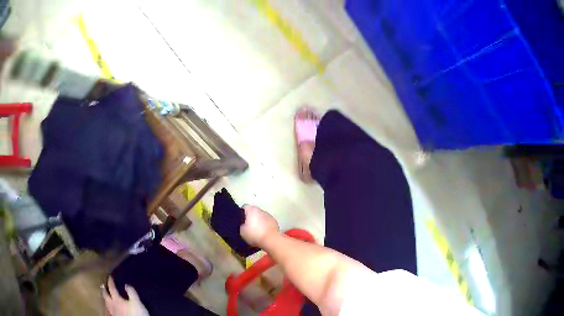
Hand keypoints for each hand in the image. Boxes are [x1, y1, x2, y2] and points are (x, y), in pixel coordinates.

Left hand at [102, 277, 148, 315]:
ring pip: (106, 303)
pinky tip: (109, 307)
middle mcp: (112, 304)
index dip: (110, 282)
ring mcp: (113, 312)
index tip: (110, 277)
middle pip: (105, 296)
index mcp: (116, 299)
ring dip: (105, 298)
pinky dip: (108, 306)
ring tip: (104, 295)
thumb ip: (131, 292)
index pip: (112, 288)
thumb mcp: (137, 302)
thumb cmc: (137, 313)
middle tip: (102, 285)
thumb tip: (126, 284)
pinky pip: (109, 310)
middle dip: (104, 290)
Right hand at [240, 205, 279, 246]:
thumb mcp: (241, 231)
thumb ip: (241, 225)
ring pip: (261, 216)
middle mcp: (260, 210)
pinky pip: (267, 222)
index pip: (244, 207)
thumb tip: (244, 224)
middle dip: (251, 217)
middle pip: (253, 211)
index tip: (240, 221)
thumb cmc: (254, 234)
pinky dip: (265, 225)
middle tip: (248, 227)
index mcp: (251, 209)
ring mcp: (269, 215)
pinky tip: (264, 233)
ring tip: (257, 231)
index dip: (241, 213)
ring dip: (259, 221)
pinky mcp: (275, 221)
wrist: (271, 240)